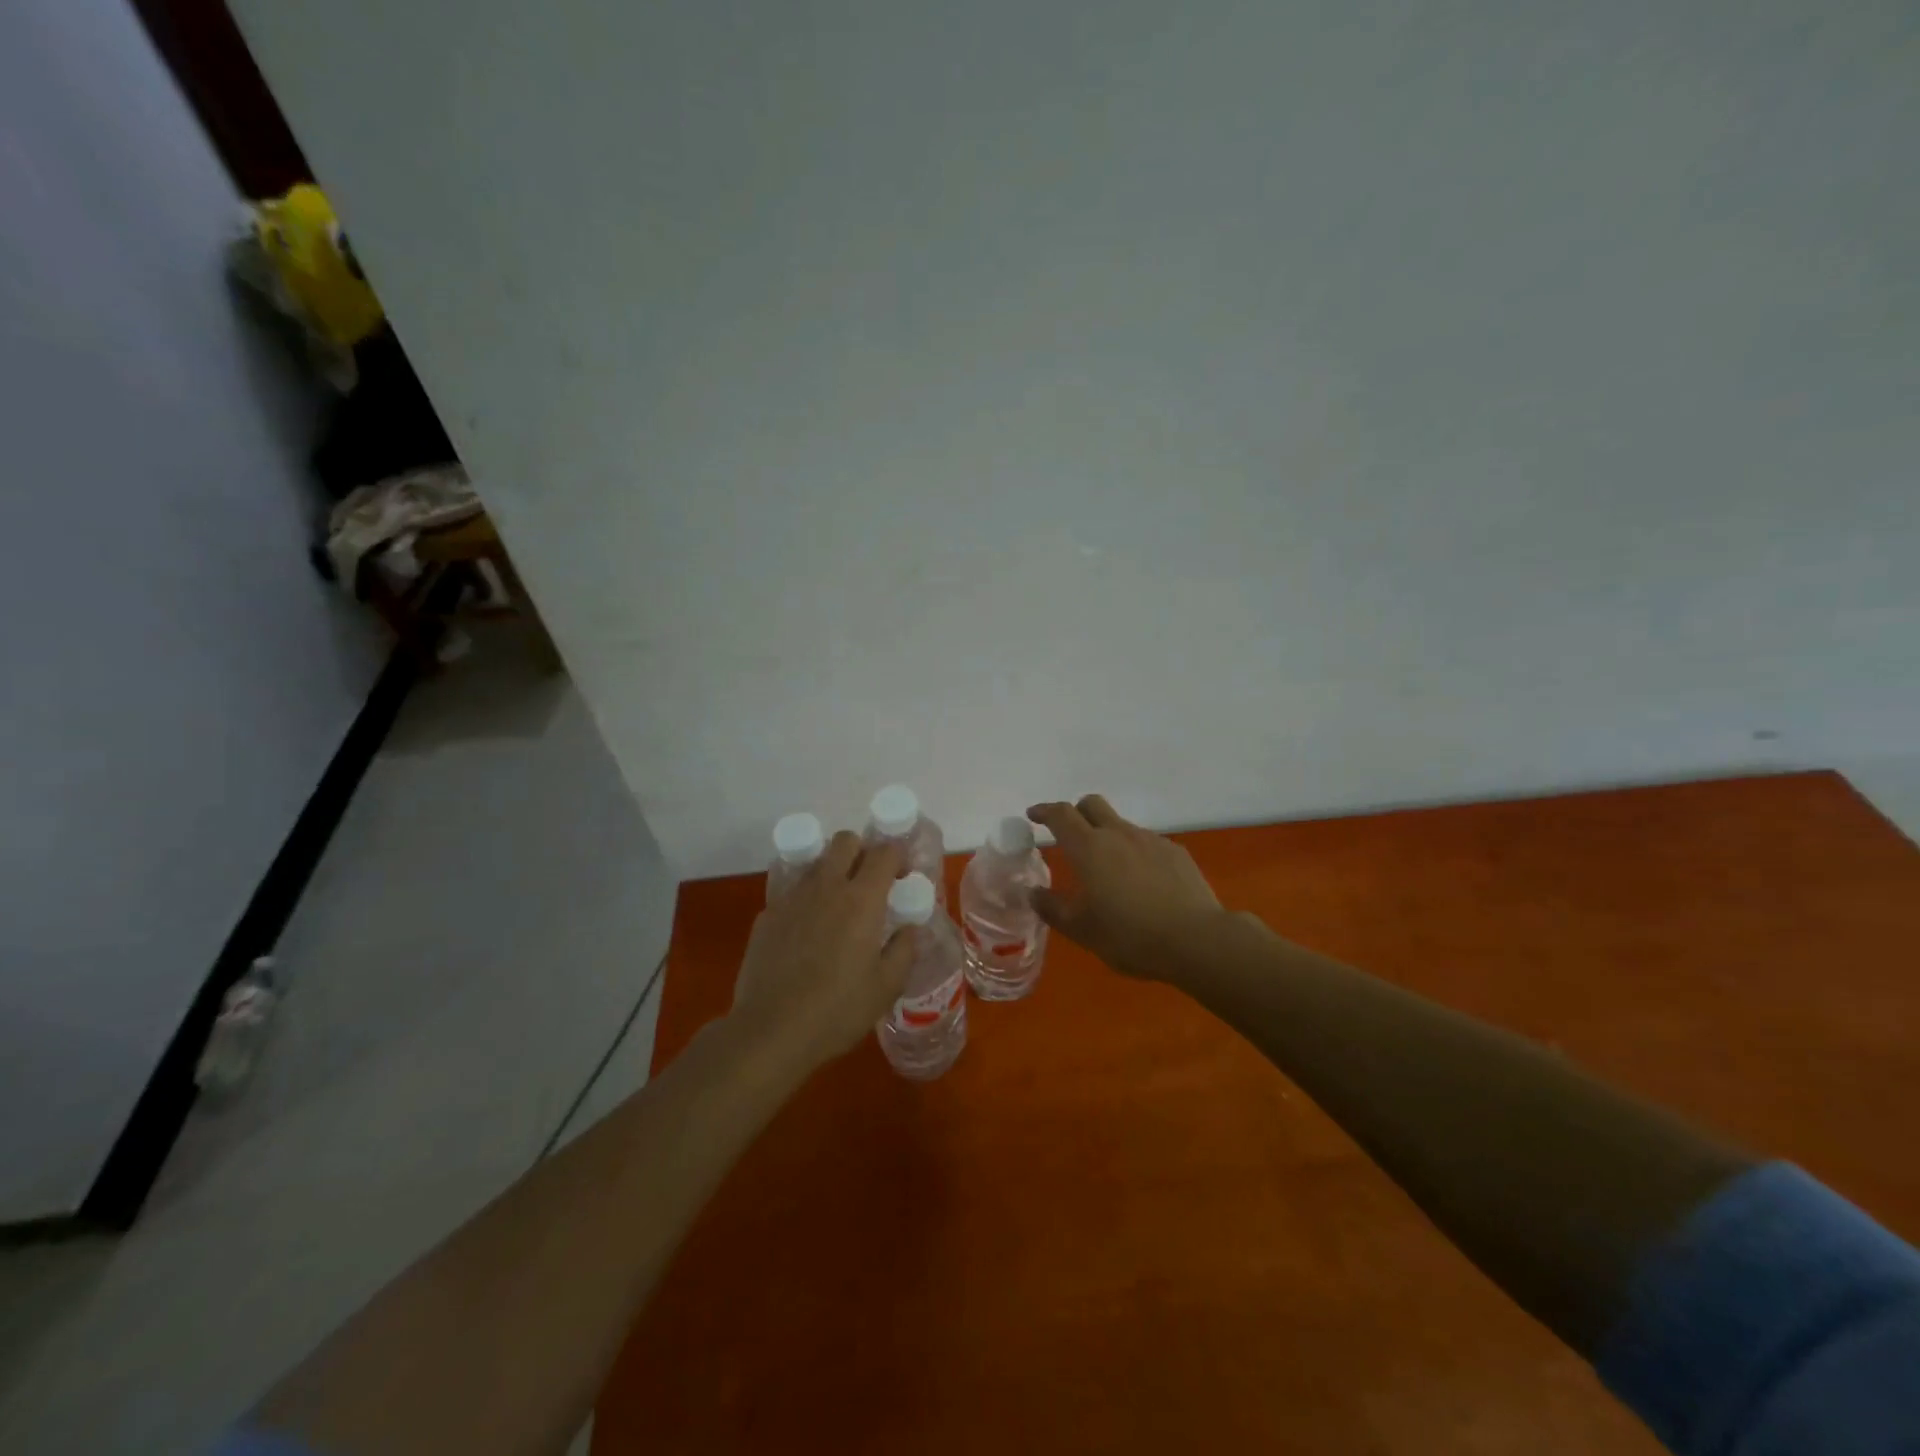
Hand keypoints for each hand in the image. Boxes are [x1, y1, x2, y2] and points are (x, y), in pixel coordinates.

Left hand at [732, 831, 914, 1068]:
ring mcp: (792, 898)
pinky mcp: (767, 915)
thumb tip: (909, 930)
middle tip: (869, 883)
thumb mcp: (886, 986)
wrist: (770, 1030)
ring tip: (838, 910)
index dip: (898, 857)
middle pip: (845, 841)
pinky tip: (807, 936)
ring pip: (817, 864)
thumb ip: (903, 950)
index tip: (902, 877)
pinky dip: (806, 901)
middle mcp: (826, 887)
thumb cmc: (838, 1010)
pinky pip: (793, 892)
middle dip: (862, 851)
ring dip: (833, 874)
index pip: (884, 852)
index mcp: (862, 899)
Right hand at [1027, 795, 1224, 980]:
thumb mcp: (1082, 930)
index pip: (1061, 815)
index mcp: (1089, 848)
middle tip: (1069, 835)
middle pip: (1092, 804)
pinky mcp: (1176, 852)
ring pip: (1120, 825)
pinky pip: (1147, 843)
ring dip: (1107, 837)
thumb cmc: (1130, 935)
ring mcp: (1151, 840)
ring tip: (1109, 871)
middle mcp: (1118, 834)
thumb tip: (1033, 893)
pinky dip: (1135, 854)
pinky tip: (1143, 883)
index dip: (1044, 811)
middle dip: (1076, 812)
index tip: (1033, 815)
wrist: (1197, 940)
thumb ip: (1052, 908)